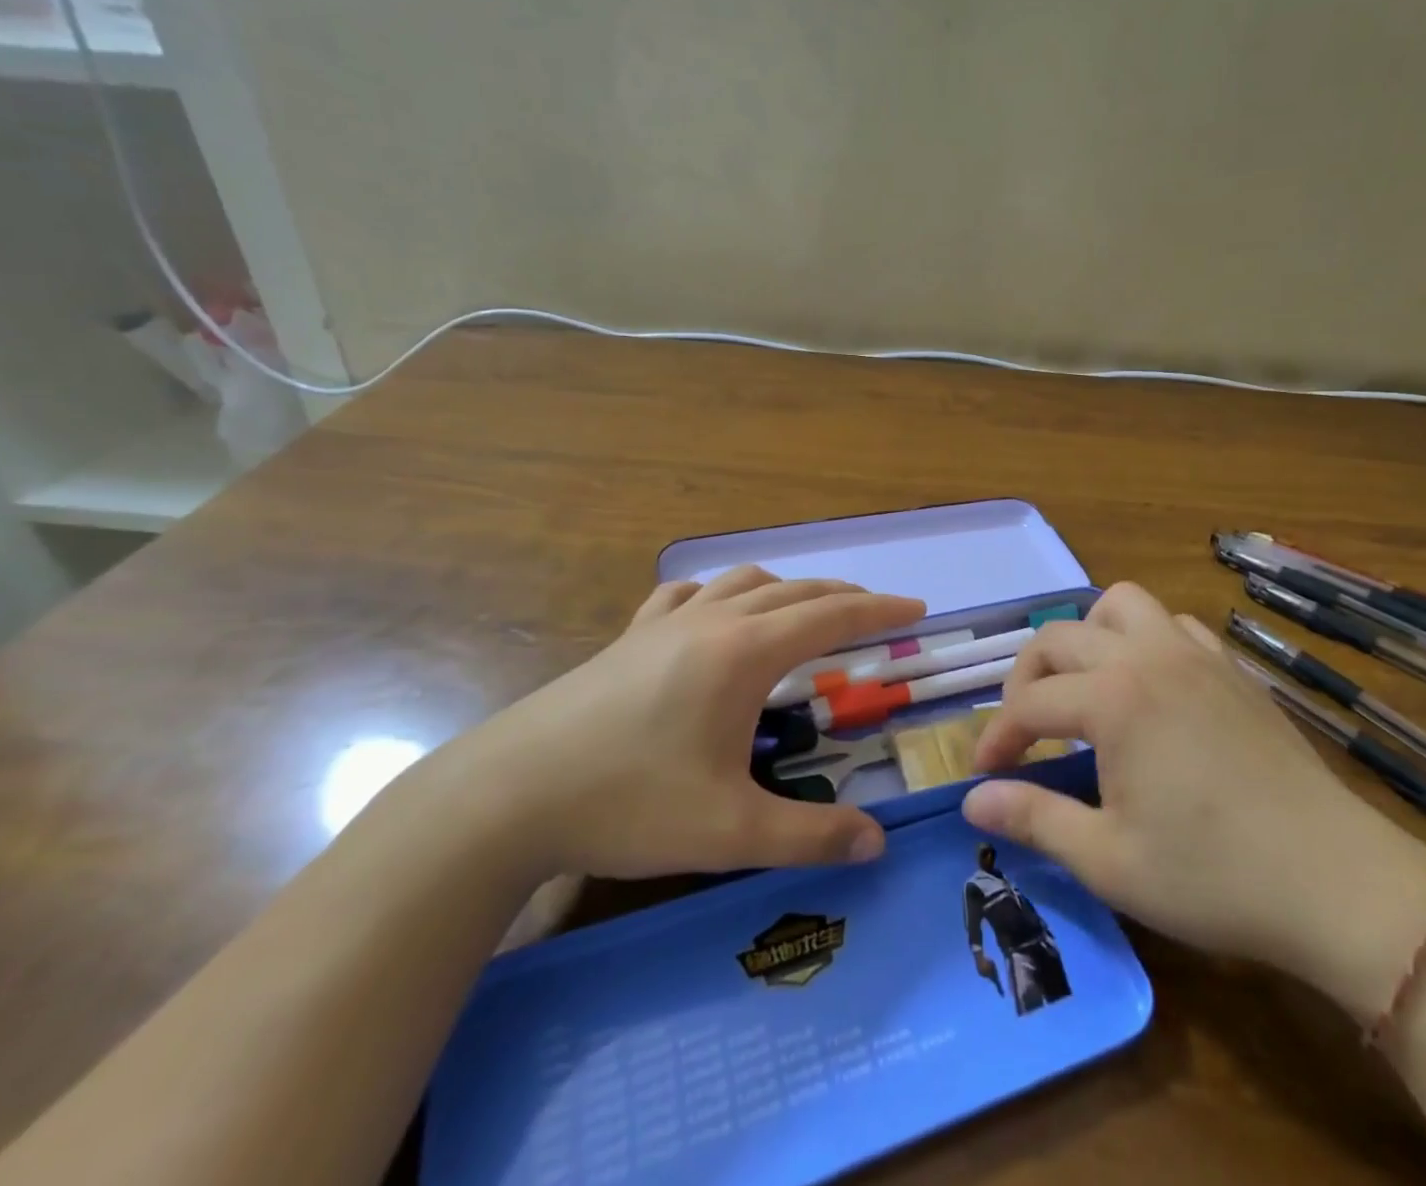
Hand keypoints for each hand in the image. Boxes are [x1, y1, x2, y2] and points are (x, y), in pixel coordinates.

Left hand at [434, 567, 923, 883]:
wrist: (508, 795)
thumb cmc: (629, 803)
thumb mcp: (730, 832)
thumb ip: (811, 837)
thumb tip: (877, 844)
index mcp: (744, 653)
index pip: (832, 615)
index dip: (880, 610)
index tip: (917, 609)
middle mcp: (713, 622)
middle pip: (795, 591)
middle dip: (844, 596)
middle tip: (877, 612)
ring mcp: (666, 623)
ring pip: (744, 582)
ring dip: (788, 588)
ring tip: (808, 609)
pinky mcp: (629, 637)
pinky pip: (687, 594)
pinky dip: (720, 592)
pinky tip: (714, 610)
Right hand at [961, 583, 1425, 1019]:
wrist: (1338, 883)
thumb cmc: (1214, 876)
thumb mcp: (1108, 860)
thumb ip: (1034, 819)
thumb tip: (972, 799)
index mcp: (1113, 698)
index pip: (1030, 702)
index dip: (998, 737)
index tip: (984, 774)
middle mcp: (1147, 657)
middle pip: (1061, 637)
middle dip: (1027, 677)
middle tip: (1025, 730)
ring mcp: (1196, 654)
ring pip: (1122, 605)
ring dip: (1088, 636)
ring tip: (1086, 687)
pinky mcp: (1233, 669)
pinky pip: (1174, 625)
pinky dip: (1145, 640)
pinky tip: (1151, 688)